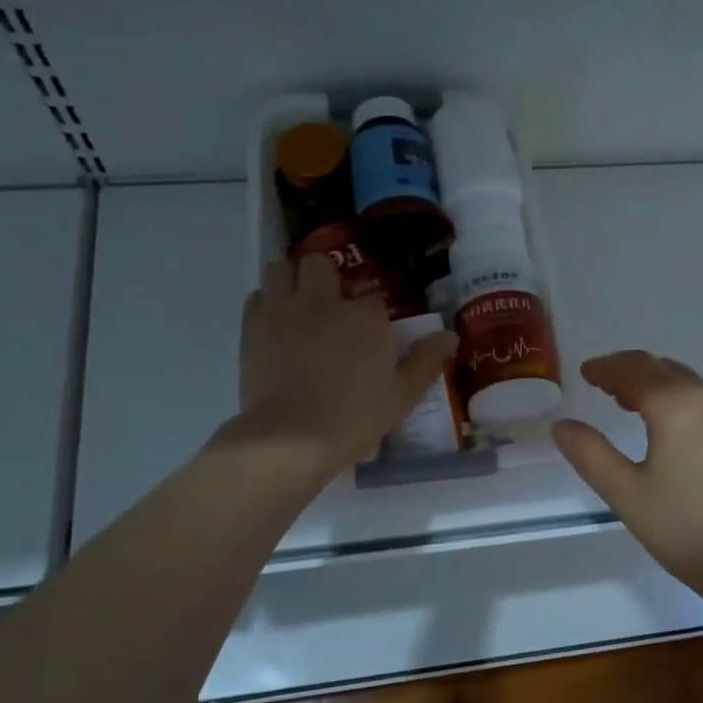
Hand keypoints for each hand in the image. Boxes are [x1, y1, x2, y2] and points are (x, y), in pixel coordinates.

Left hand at [233, 255, 456, 481]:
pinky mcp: (252, 327)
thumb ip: (426, 361)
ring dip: (292, 279)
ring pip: (282, 268)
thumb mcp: (402, 396)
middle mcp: (323, 301)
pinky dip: (267, 302)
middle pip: (320, 265)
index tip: (372, 337)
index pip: (373, 299)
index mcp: (365, 316)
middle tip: (330, 305)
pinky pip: (257, 296)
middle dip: (326, 278)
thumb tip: (450, 335)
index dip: (373, 316)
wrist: (291, 438)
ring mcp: (284, 310)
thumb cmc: (354, 418)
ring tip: (299, 302)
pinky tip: (276, 323)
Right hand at [552, 351, 702, 595]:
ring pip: (684, 381)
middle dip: (627, 369)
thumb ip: (590, 454)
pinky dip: (674, 397)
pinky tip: (664, 425)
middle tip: (600, 381)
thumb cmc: (687, 528)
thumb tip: (561, 425)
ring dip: (652, 381)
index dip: (605, 368)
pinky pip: (700, 399)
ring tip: (625, 401)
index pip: (633, 369)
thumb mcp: (626, 494)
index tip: (585, 372)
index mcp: (675, 404)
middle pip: (660, 367)